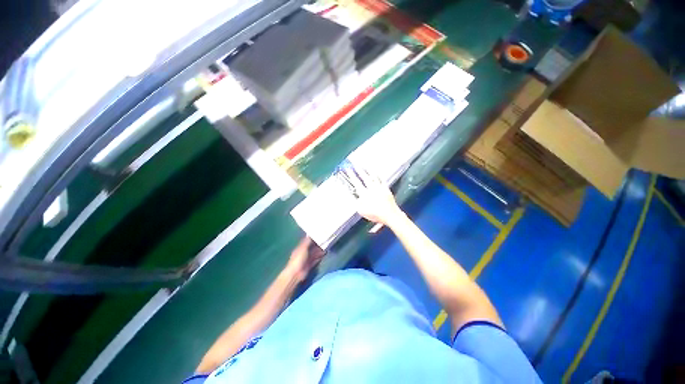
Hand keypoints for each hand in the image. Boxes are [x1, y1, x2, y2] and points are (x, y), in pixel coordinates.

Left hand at [286, 237, 324, 282]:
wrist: (296, 273)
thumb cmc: (298, 259)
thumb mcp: (303, 248)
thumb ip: (307, 241)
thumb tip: (310, 234)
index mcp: (300, 247)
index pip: (307, 241)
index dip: (313, 237)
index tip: (320, 233)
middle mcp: (304, 252)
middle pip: (312, 246)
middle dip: (318, 243)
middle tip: (326, 239)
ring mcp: (307, 259)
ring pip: (315, 252)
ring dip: (320, 249)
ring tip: (327, 245)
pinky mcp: (310, 264)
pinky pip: (317, 258)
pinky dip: (321, 256)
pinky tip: (325, 253)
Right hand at [339, 166, 403, 225]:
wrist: (389, 214)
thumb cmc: (375, 214)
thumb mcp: (361, 211)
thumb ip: (356, 202)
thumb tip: (353, 196)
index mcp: (364, 194)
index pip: (356, 182)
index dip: (351, 175)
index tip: (348, 169)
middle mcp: (372, 189)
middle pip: (365, 177)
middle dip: (359, 170)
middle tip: (355, 165)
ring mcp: (379, 188)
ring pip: (373, 177)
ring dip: (368, 171)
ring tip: (365, 166)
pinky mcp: (386, 189)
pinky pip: (382, 180)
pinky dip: (378, 175)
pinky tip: (377, 173)